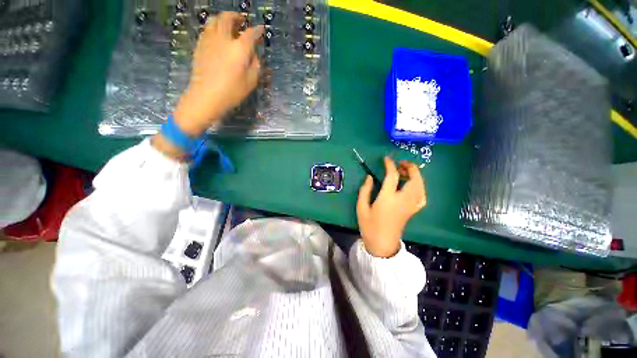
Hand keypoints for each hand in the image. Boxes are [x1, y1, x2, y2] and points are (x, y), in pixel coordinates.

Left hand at [174, 12, 263, 135]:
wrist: (206, 96)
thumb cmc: (232, 92)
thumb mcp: (250, 81)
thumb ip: (255, 65)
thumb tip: (254, 55)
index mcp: (239, 49)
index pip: (250, 34)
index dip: (257, 30)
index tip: (261, 29)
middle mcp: (223, 39)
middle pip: (228, 18)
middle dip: (236, 16)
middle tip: (242, 20)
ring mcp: (209, 40)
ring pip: (214, 20)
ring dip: (223, 19)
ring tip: (228, 24)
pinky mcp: (200, 45)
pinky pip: (207, 29)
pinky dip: (214, 27)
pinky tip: (217, 35)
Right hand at [356, 157, 426, 257]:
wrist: (382, 244)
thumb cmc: (369, 226)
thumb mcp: (361, 207)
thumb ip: (365, 190)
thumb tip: (370, 177)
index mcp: (388, 198)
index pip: (392, 176)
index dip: (390, 165)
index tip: (386, 159)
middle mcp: (402, 200)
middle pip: (414, 179)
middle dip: (410, 168)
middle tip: (401, 163)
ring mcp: (410, 206)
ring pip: (420, 186)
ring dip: (416, 176)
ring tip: (407, 171)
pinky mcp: (413, 211)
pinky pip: (422, 197)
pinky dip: (421, 188)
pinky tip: (415, 186)